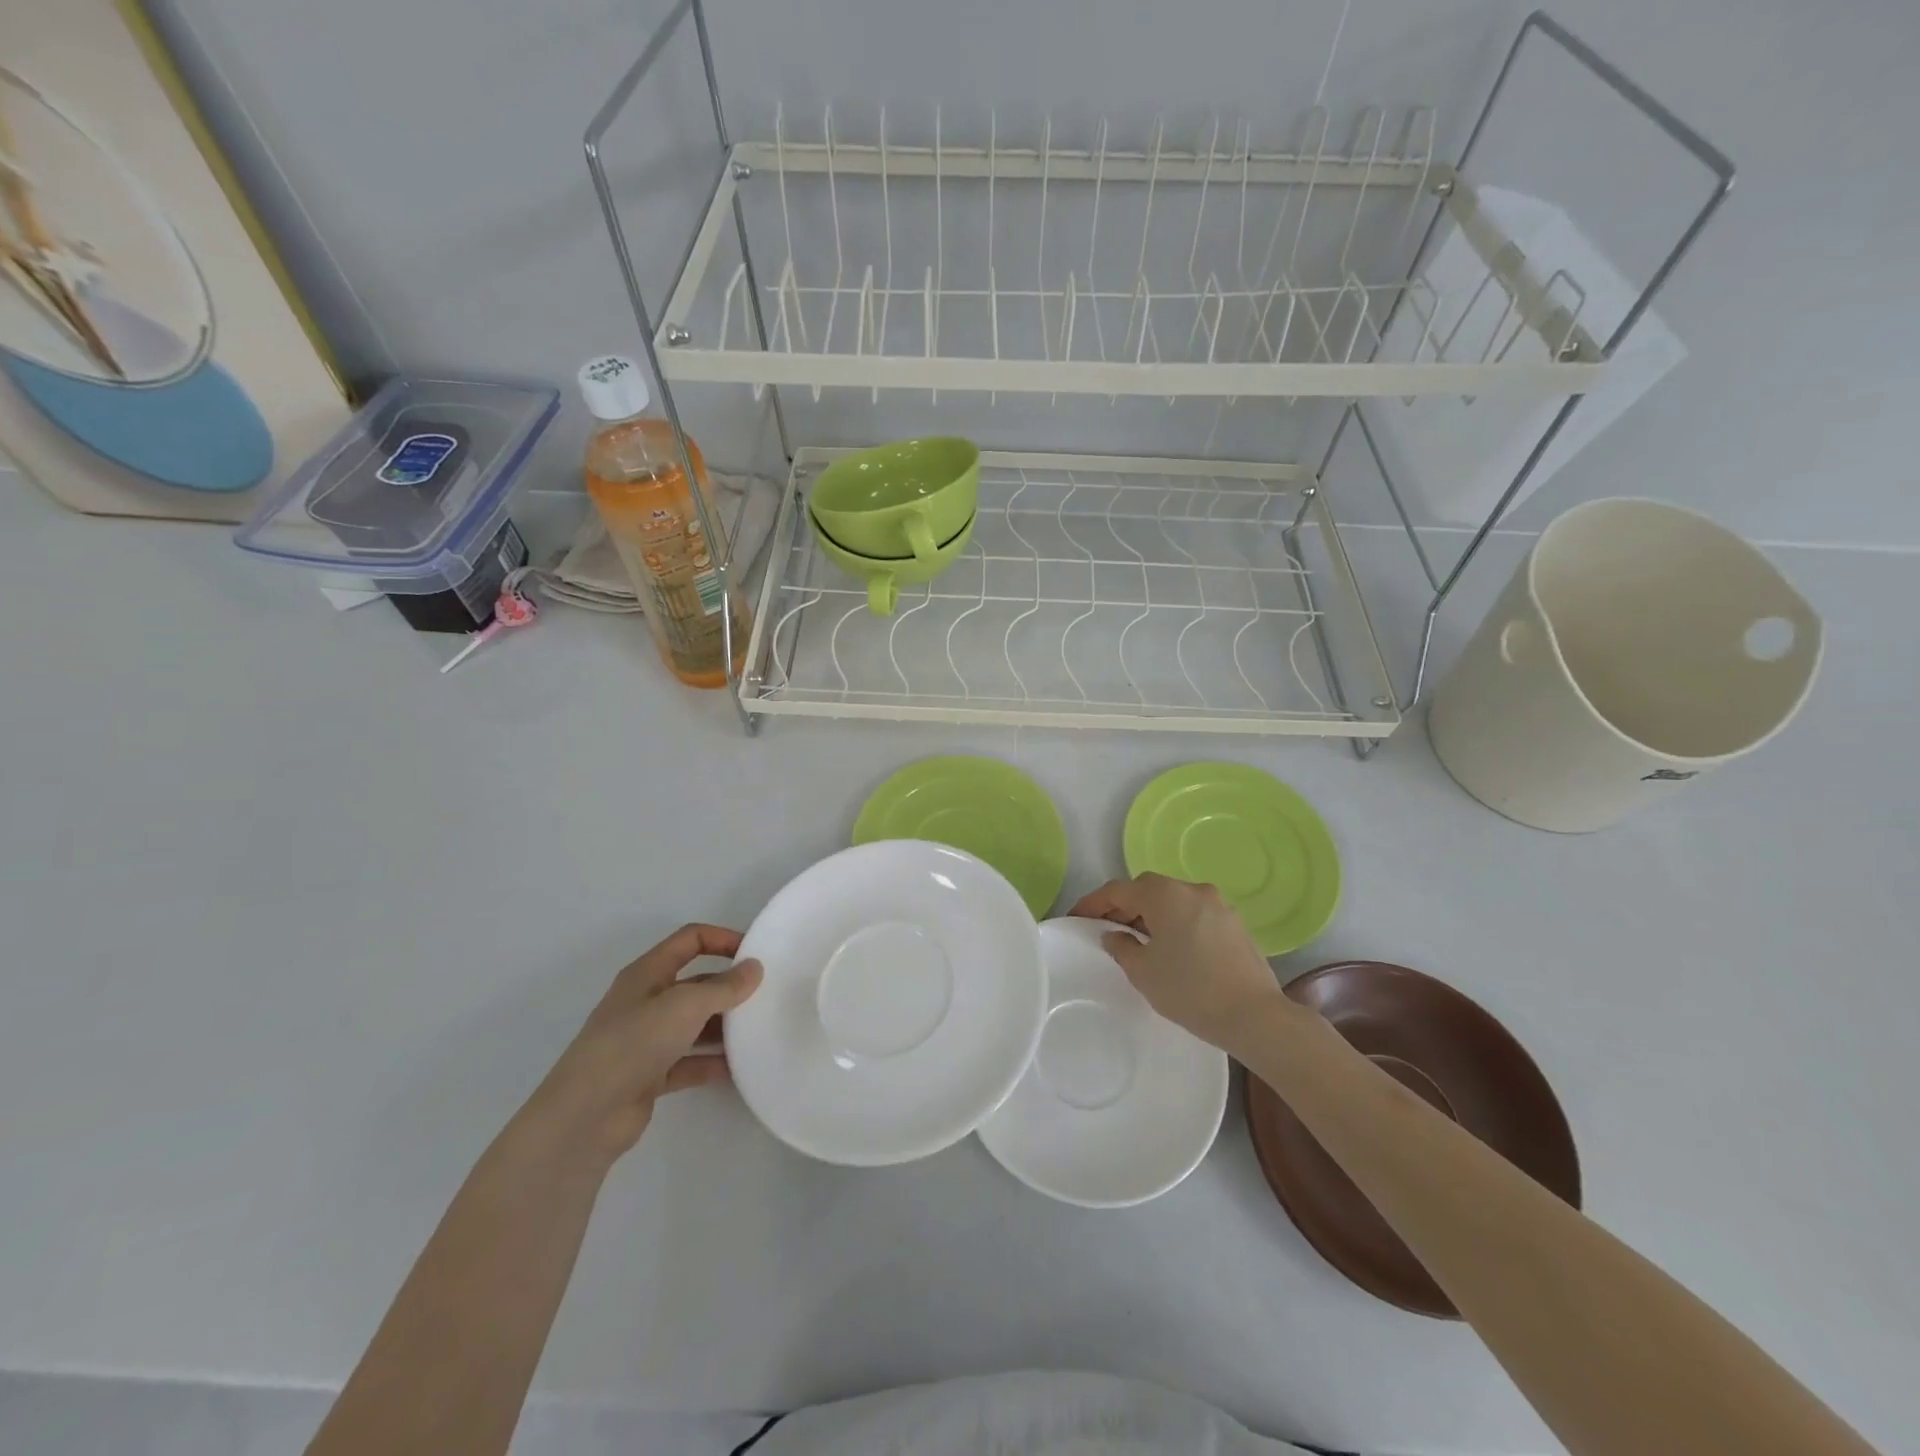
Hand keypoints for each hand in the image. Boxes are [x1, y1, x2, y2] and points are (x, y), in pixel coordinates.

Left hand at [523, 924, 762, 1167]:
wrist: (586, 1115)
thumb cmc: (633, 1043)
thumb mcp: (685, 1005)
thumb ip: (724, 987)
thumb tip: (755, 968)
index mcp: (647, 973)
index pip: (690, 940)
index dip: (723, 939)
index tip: (756, 954)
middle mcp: (646, 1001)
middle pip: (695, 983)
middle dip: (728, 987)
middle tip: (765, 996)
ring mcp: (646, 1040)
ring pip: (693, 1024)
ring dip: (723, 1027)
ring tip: (759, 1031)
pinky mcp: (649, 1076)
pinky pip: (689, 1062)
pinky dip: (712, 1063)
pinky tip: (740, 1069)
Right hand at [1071, 873, 1289, 1052]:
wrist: (1254, 1016)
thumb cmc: (1190, 990)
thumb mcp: (1143, 972)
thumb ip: (1121, 946)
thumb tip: (1114, 934)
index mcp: (1164, 895)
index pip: (1118, 890)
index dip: (1093, 903)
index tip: (1076, 917)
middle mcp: (1191, 889)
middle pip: (1146, 889)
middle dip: (1123, 906)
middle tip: (1106, 929)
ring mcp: (1217, 904)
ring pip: (1172, 900)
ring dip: (1151, 914)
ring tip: (1138, 940)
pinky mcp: (1234, 922)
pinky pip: (1193, 913)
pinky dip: (1175, 922)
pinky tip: (1171, 948)